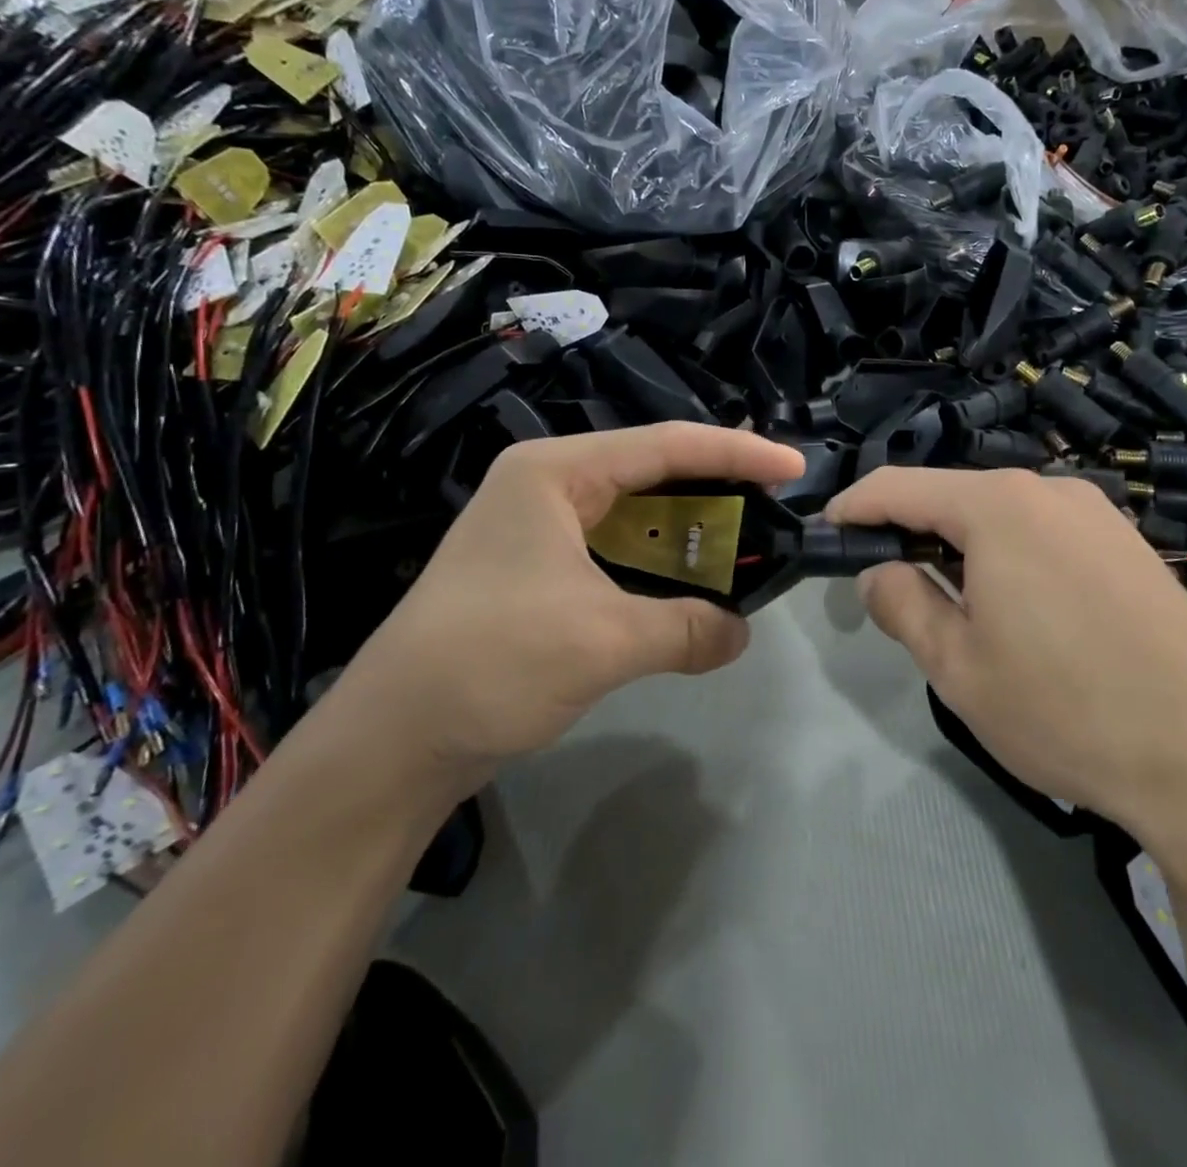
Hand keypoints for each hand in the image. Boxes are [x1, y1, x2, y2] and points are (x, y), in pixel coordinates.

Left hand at [344, 423, 803, 784]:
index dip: (737, 452)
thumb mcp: (605, 641)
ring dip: (689, 528)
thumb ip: (687, 628)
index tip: (794, 467)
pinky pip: (617, 548)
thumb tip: (741, 632)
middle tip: (776, 498)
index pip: (665, 446)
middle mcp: (547, 484)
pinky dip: (660, 562)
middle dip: (716, 485)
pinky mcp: (538, 568)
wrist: (392, 739)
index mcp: (555, 472)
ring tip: (746, 537)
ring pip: (636, 511)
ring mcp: (539, 527)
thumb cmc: (492, 662)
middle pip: (652, 469)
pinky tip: (691, 581)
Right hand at [827, 468, 1186, 844]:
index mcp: (998, 507)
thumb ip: (903, 605)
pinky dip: (1012, 557)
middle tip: (892, 589)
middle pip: (954, 496)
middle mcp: (1050, 491)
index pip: (900, 486)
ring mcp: (1099, 514)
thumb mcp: (958, 667)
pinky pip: (1047, 533)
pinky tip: (1026, 614)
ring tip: (960, 611)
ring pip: (1002, 516)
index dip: (855, 506)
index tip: (829, 534)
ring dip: (964, 548)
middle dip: (912, 532)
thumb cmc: (1066, 710)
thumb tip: (878, 571)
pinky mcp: (1130, 545)